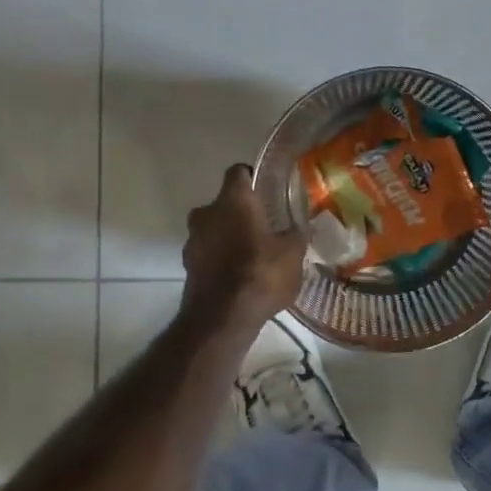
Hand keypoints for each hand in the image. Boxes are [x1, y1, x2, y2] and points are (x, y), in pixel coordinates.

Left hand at [182, 164, 305, 320]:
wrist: (222, 318)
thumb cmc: (260, 272)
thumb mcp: (293, 253)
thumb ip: (296, 234)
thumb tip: (302, 226)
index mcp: (232, 200)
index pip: (238, 172)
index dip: (252, 178)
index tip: (266, 189)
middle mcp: (206, 213)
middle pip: (222, 203)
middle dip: (240, 212)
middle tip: (263, 225)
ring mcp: (192, 241)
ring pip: (212, 230)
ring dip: (228, 237)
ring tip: (252, 254)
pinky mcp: (187, 267)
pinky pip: (207, 255)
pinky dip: (220, 260)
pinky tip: (239, 276)